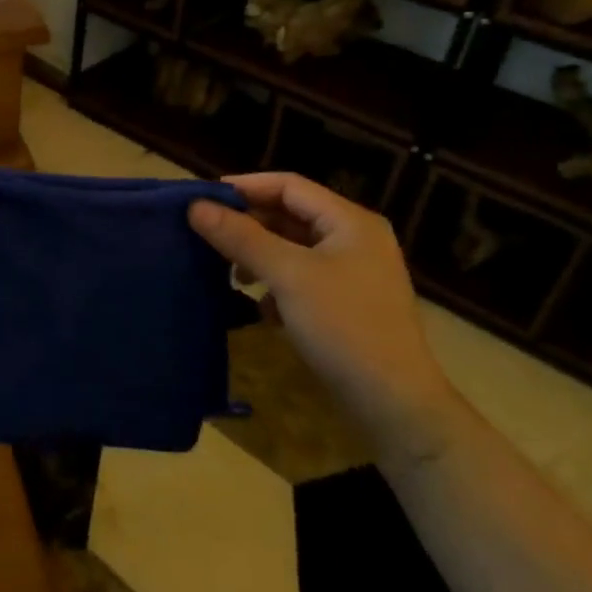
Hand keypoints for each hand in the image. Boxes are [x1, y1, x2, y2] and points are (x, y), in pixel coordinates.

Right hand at [189, 174, 461, 459]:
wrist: (395, 406)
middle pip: (290, 215)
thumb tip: (195, 206)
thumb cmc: (344, 327)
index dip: (244, 187)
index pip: (289, 185)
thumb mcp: (288, 276)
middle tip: (207, 236)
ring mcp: (353, 273)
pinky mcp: (346, 304)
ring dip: (259, 257)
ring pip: (293, 249)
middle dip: (249, 225)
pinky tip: (263, 310)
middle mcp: (355, 239)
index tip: (202, 198)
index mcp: (350, 221)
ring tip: (232, 275)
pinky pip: (301, 278)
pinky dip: (277, 285)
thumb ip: (241, 237)